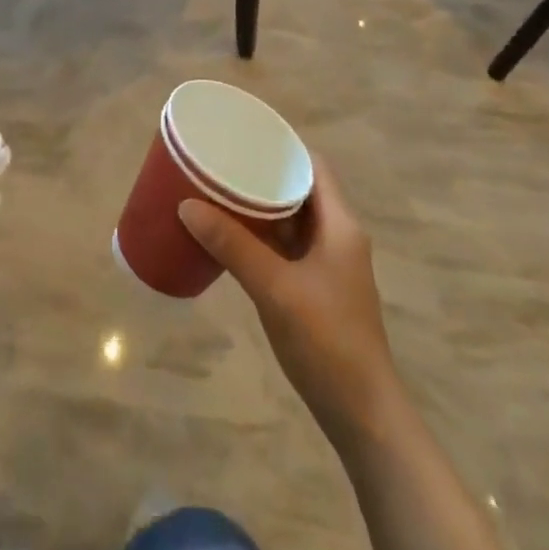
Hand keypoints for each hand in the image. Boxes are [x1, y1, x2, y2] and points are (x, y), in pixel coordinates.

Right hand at [180, 157, 397, 446]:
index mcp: (340, 225)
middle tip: (221, 162)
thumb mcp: (274, 287)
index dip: (283, 146)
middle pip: (299, 189)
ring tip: (217, 191)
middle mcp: (337, 236)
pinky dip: (260, 235)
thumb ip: (232, 245)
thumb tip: (186, 205)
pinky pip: (284, 246)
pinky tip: (229, 237)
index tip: (244, 135)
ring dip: (259, 206)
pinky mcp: (315, 288)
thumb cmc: (327, 340)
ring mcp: (327, 264)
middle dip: (262, 174)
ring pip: (290, 219)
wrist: (361, 413)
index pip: (313, 166)